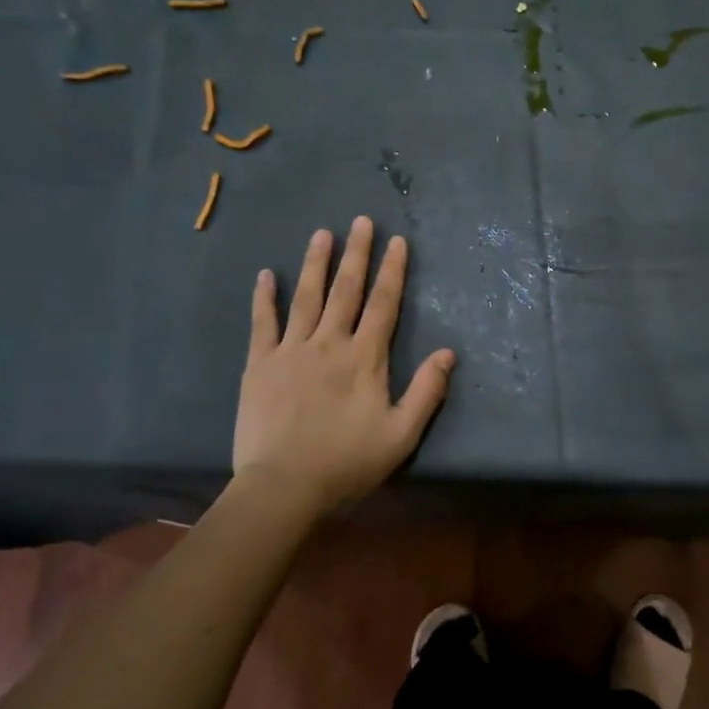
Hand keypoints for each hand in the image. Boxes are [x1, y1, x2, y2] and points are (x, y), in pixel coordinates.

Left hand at [231, 217, 455, 516]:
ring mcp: (291, 351)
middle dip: (356, 253)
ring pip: (306, 297)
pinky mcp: (259, 364)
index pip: (384, 304)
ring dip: (316, 263)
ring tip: (322, 233)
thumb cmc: (347, 463)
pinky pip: (263, 322)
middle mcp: (329, 343)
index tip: (397, 241)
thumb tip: (449, 353)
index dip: (392, 271)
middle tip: (361, 221)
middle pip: (346, 290)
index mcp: (365, 358)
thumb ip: (427, 391)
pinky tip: (267, 274)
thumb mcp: (401, 435)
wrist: (284, 488)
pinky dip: (265, 297)